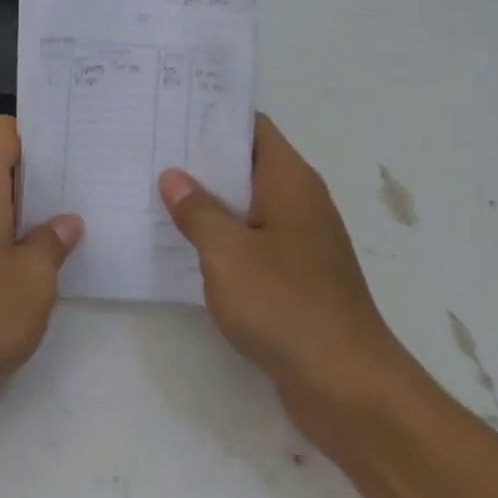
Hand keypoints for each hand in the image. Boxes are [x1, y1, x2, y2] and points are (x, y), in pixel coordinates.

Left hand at [0, 116, 82, 419]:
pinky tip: (23, 269)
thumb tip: (64, 223)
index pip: (2, 131)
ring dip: (16, 213)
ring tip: (59, 234)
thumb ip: (51, 243)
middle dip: (34, 179)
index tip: (67, 157)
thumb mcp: (34, 280)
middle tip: (78, 195)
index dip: (35, 136)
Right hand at [159, 116, 408, 428]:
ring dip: (207, 200)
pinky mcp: (293, 277)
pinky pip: (250, 241)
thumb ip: (198, 211)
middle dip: (200, 157)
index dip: (213, 115)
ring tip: (154, 190)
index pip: (252, 128)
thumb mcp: (228, 253)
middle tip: (149, 148)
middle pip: (246, 164)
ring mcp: (298, 242)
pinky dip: (220, 236)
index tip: (170, 110)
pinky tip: (181, 243)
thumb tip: (173, 177)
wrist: (347, 387)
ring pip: (246, 205)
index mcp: (290, 183)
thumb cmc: (286, 306)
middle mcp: (299, 203)